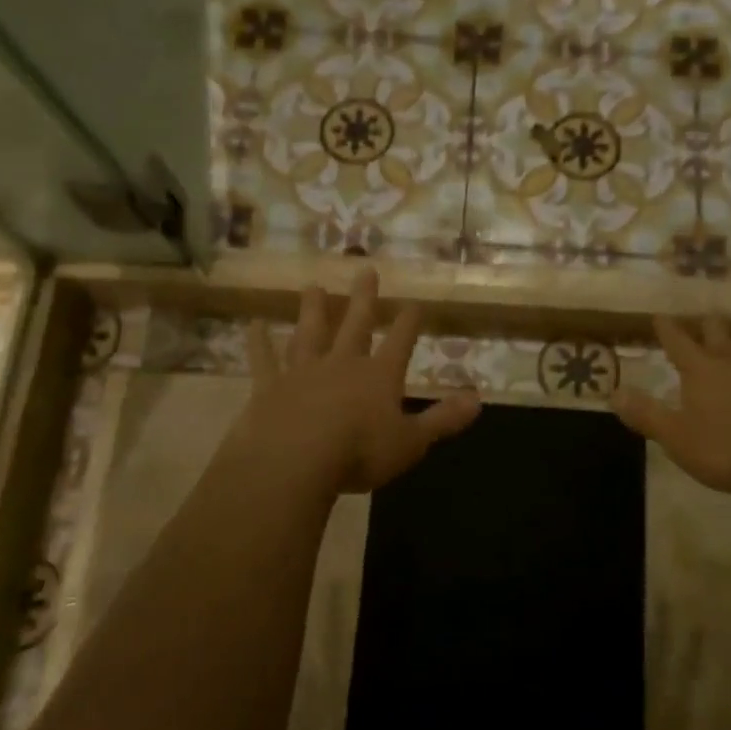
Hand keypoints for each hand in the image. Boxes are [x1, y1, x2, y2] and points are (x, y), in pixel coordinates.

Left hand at [223, 269, 480, 495]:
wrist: (295, 460)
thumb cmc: (359, 452)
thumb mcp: (411, 442)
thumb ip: (443, 419)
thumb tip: (478, 400)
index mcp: (379, 376)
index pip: (400, 341)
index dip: (409, 321)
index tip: (415, 301)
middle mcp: (342, 364)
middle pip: (355, 324)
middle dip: (363, 298)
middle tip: (365, 269)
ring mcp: (303, 372)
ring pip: (310, 333)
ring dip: (313, 309)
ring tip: (313, 285)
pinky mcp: (270, 386)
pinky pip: (264, 359)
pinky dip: (258, 342)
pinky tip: (252, 324)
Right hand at [610, 316, 730, 503]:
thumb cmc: (729, 449)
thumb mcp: (676, 438)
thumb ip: (646, 415)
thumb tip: (613, 393)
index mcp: (701, 372)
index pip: (678, 343)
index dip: (667, 330)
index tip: (660, 316)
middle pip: (719, 335)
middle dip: (710, 326)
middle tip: (707, 318)